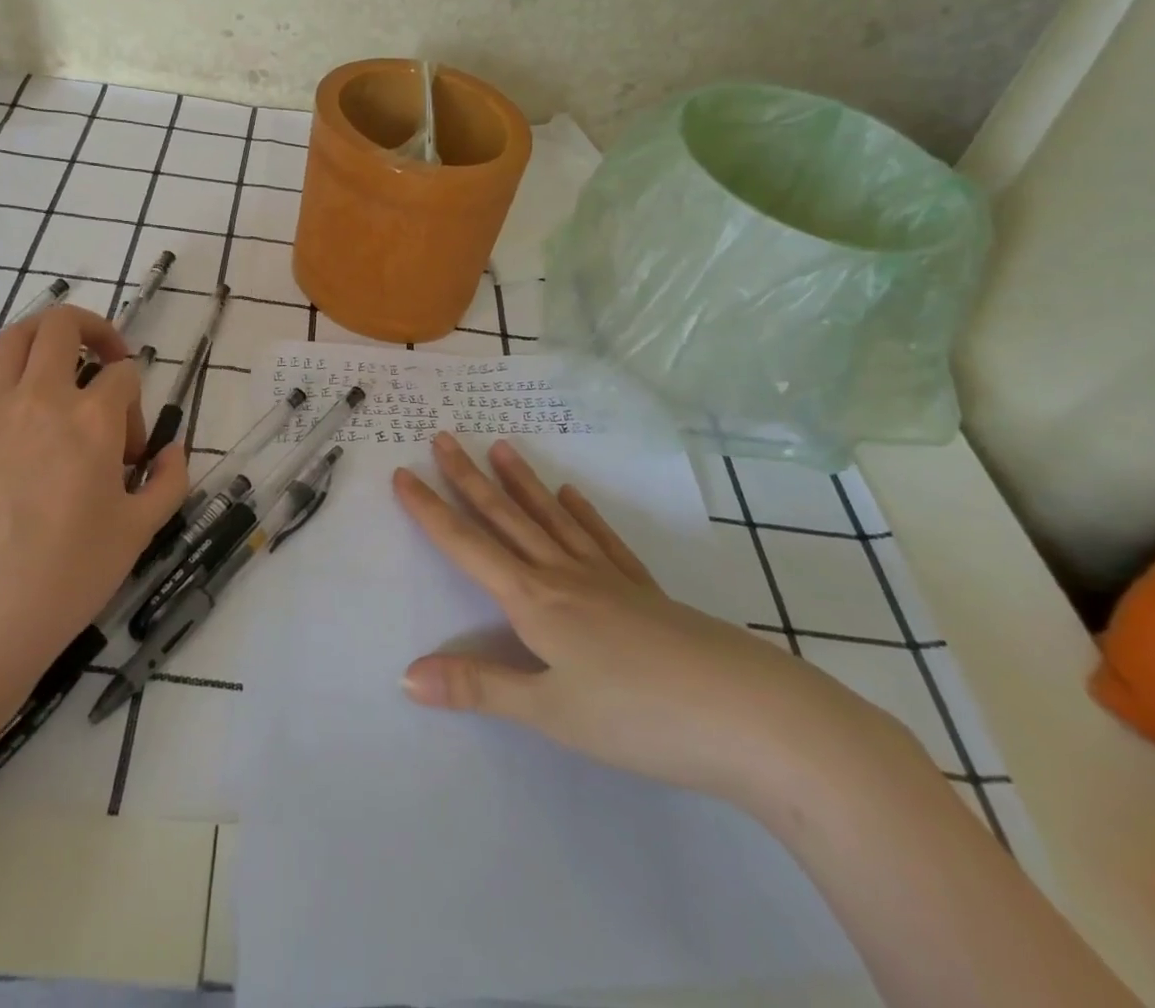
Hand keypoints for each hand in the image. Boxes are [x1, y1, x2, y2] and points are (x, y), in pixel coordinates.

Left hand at [0, 304, 189, 704]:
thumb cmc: (68, 574)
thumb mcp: (139, 531)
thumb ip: (169, 480)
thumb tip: (172, 450)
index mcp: (93, 419)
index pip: (124, 375)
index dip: (137, 404)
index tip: (132, 451)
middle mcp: (41, 398)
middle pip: (61, 325)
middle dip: (94, 330)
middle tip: (106, 360)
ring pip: (14, 338)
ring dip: (44, 339)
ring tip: (61, 368)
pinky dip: (7, 379)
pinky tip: (18, 416)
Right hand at [393, 432, 901, 809]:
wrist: (751, 715)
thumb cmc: (639, 717)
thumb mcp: (550, 712)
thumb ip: (480, 687)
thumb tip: (407, 675)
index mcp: (535, 601)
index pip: (467, 547)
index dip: (430, 511)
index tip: (403, 473)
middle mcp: (564, 576)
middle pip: (506, 518)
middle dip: (468, 479)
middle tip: (443, 437)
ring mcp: (608, 578)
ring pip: (551, 519)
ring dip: (520, 484)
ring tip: (499, 448)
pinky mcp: (644, 591)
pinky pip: (602, 541)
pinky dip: (582, 515)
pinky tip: (572, 497)